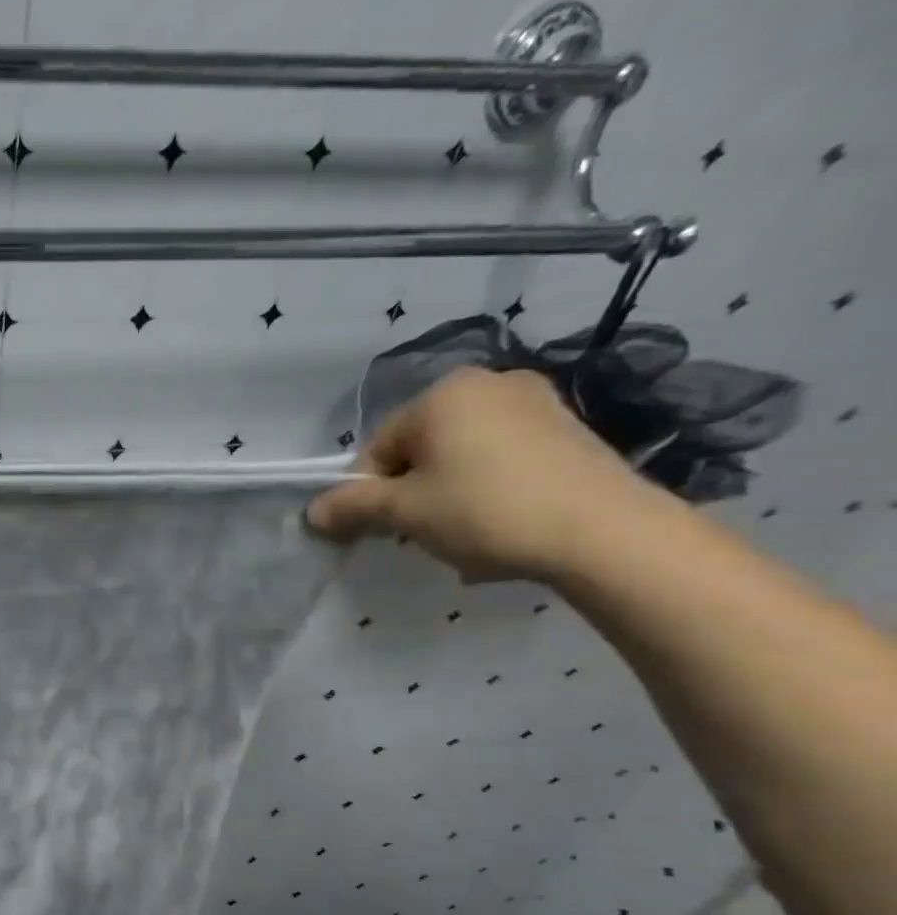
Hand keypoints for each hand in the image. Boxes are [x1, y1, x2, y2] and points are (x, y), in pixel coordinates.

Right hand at [306, 367, 665, 581]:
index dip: (369, 493)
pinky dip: (488, 487)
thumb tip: (312, 512)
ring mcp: (536, 401)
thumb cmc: (485, 511)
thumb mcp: (404, 513)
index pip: (378, 448)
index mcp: (443, 394)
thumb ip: (352, 507)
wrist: (602, 531)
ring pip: (461, 454)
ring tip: (464, 531)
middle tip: (422, 532)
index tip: (381, 529)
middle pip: (420, 448)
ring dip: (447, 492)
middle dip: (411, 491)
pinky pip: (502, 457)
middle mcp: (489, 383)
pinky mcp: (568, 428)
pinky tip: (500, 521)